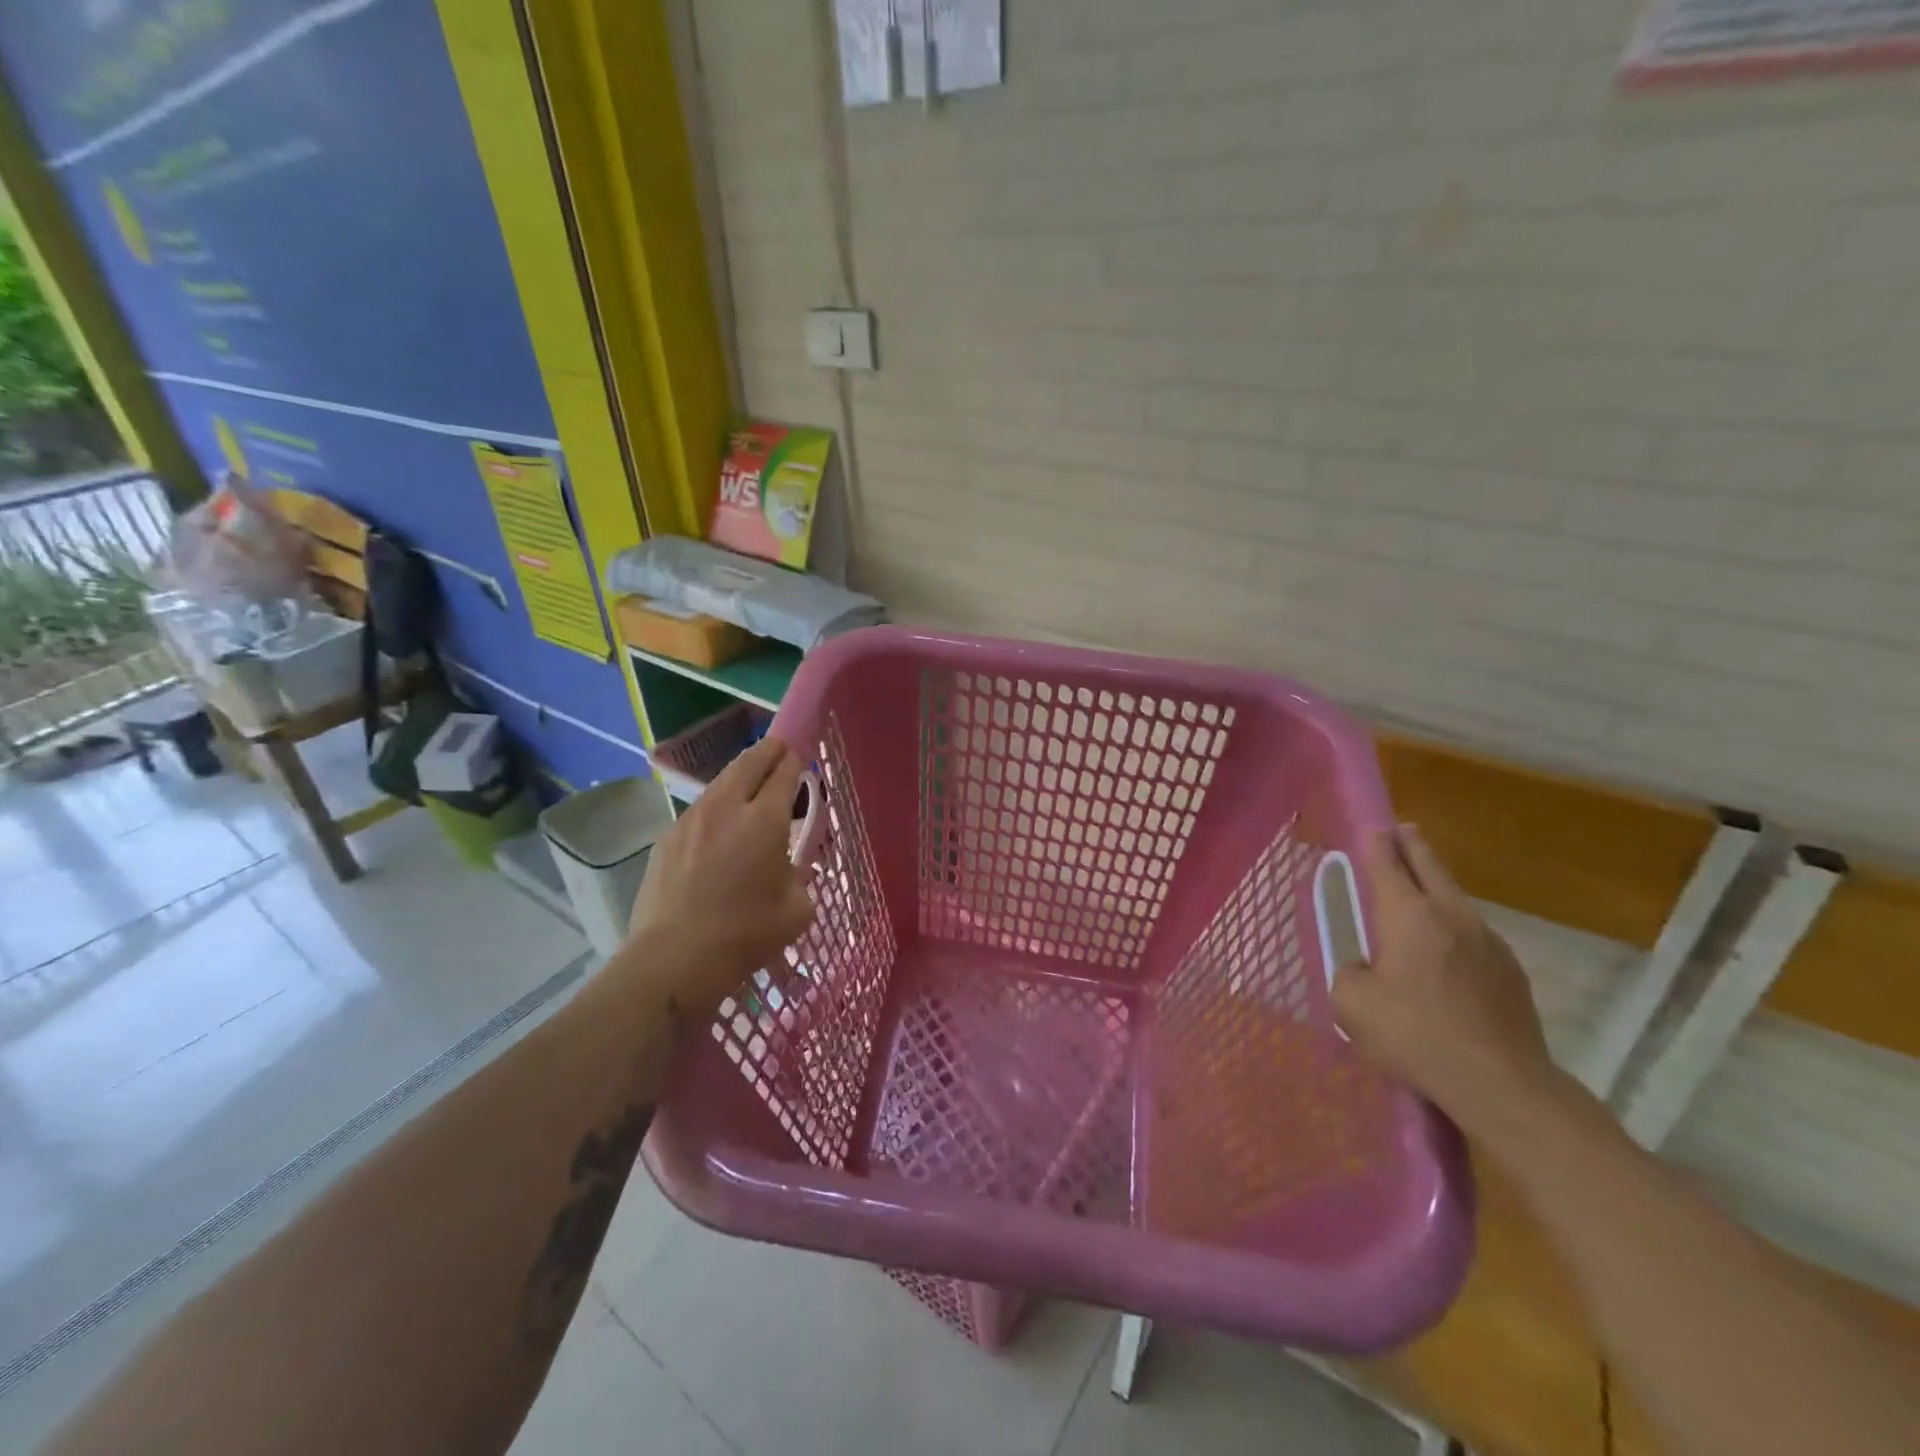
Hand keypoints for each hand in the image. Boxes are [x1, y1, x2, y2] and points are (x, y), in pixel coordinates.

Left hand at [627, 737, 816, 1019]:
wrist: (673, 959)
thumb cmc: (744, 935)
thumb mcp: (797, 910)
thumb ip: (800, 878)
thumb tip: (789, 868)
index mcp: (765, 820)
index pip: (784, 772)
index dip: (795, 759)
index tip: (801, 755)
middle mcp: (726, 808)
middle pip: (749, 762)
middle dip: (768, 751)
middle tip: (780, 750)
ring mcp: (691, 820)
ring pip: (720, 783)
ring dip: (739, 777)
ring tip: (750, 786)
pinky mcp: (667, 840)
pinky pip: (699, 811)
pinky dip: (716, 807)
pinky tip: (719, 828)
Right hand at [1332, 825, 1559, 1139]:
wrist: (1501, 1084)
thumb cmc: (1415, 1035)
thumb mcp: (1352, 1003)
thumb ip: (1349, 972)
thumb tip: (1364, 968)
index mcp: (1407, 915)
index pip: (1388, 863)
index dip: (1377, 843)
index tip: (1373, 828)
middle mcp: (1450, 915)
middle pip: (1430, 866)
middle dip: (1413, 846)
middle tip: (1403, 832)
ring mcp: (1488, 941)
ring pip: (1455, 898)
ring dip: (1436, 886)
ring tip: (1422, 888)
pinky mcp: (1511, 971)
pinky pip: (1474, 933)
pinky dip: (1455, 926)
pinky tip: (1448, 949)